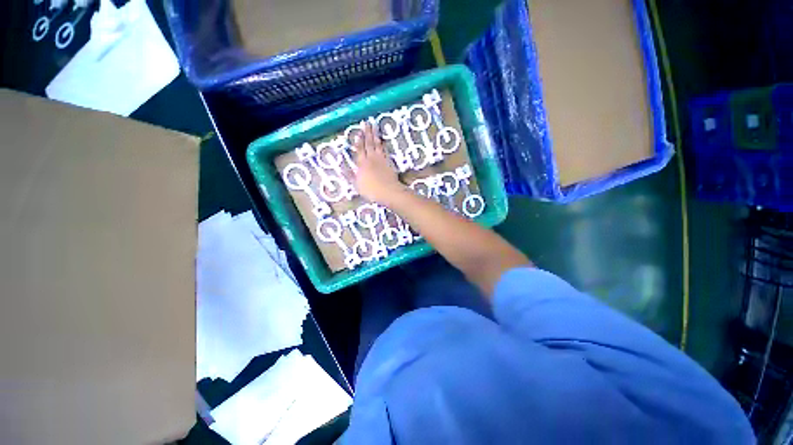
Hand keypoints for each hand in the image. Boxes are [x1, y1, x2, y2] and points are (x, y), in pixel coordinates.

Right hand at [352, 123, 404, 203]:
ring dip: (375, 135)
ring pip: (377, 145)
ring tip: (374, 127)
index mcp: (362, 164)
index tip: (358, 133)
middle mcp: (371, 159)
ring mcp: (381, 159)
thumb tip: (341, 167)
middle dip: (367, 133)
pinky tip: (382, 141)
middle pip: (368, 144)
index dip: (358, 141)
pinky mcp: (389, 162)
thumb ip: (349, 175)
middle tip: (366, 123)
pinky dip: (383, 144)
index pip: (359, 150)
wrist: (388, 191)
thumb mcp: (357, 185)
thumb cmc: (371, 191)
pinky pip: (385, 150)